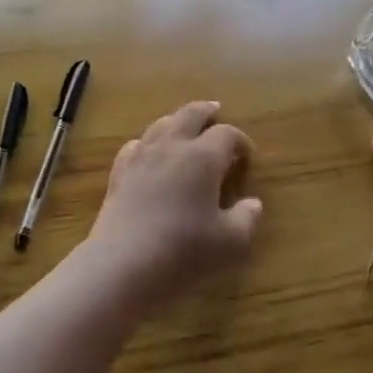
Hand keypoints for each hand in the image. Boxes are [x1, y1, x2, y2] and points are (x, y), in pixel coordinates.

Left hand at [85, 102, 261, 309]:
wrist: (124, 262)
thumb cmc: (184, 250)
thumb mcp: (229, 242)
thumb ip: (246, 219)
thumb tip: (254, 204)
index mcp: (203, 157)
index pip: (227, 135)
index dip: (240, 140)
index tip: (247, 153)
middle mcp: (172, 146)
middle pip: (190, 115)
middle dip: (206, 111)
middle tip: (215, 110)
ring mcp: (141, 156)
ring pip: (161, 124)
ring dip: (177, 120)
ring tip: (185, 125)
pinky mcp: (119, 172)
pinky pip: (135, 145)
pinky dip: (148, 142)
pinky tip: (148, 151)